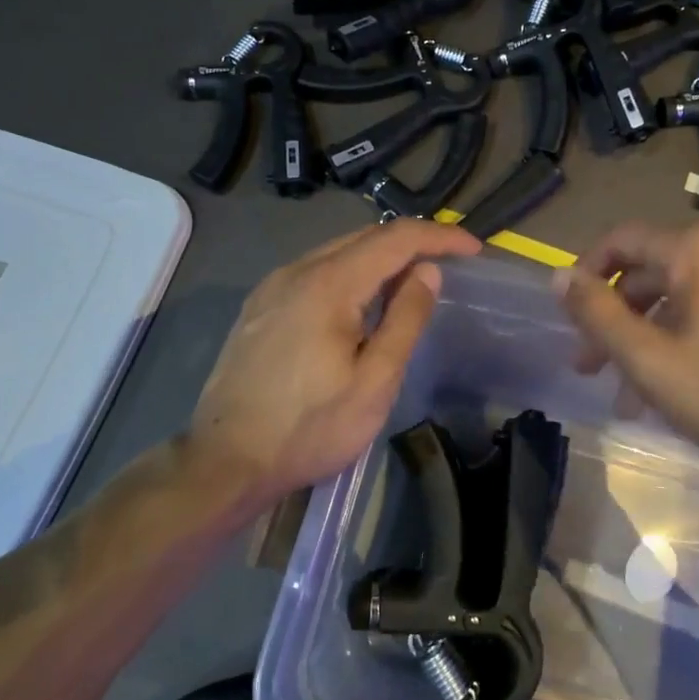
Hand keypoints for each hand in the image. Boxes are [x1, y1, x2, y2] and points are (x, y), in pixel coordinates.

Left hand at [186, 220, 482, 505]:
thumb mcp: (374, 382)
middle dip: (412, 243)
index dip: (439, 237)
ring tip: (411, 283)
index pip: (395, 239)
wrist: (225, 462)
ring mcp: (272, 287)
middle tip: (449, 264)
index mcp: (328, 284)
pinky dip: (349, 274)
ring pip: (336, 253)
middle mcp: (295, 271)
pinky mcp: (259, 307)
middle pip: (364, 238)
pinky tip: (361, 303)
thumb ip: (405, 320)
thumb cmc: (309, 428)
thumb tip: (428, 272)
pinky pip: (314, 273)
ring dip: (379, 259)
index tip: (473, 250)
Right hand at [553, 221, 698, 489]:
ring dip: (648, 337)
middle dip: (616, 319)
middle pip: (653, 272)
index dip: (587, 274)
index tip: (569, 316)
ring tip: (629, 395)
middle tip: (591, 366)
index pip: (622, 241)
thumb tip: (558, 277)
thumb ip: (597, 313)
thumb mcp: (648, 359)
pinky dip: (685, 337)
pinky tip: (674, 385)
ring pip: (684, 296)